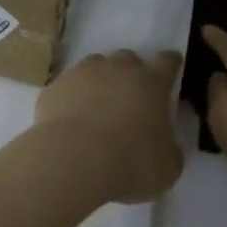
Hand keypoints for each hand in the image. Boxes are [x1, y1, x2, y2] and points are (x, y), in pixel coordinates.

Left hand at [34, 49, 185, 201]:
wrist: (74, 161)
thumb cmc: (131, 163)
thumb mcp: (167, 168)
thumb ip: (169, 151)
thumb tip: (166, 147)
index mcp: (152, 83)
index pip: (168, 62)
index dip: (170, 63)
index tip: (171, 67)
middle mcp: (119, 70)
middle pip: (128, 58)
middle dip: (131, 73)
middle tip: (129, 98)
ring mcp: (83, 74)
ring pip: (95, 65)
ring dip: (100, 80)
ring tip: (97, 106)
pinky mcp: (55, 88)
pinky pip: (67, 87)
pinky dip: (71, 98)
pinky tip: (70, 121)